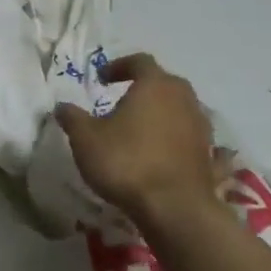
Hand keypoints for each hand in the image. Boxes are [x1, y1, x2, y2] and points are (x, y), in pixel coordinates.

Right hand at [54, 53, 217, 221]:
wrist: (175, 209)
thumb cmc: (127, 163)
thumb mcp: (86, 139)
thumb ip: (73, 118)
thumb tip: (61, 106)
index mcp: (155, 85)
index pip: (139, 61)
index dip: (119, 66)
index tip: (101, 78)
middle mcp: (183, 98)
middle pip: (164, 83)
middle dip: (144, 88)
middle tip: (123, 101)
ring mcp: (201, 127)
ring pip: (180, 109)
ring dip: (162, 114)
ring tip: (140, 130)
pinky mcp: (209, 156)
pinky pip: (191, 138)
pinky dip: (178, 140)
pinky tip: (165, 154)